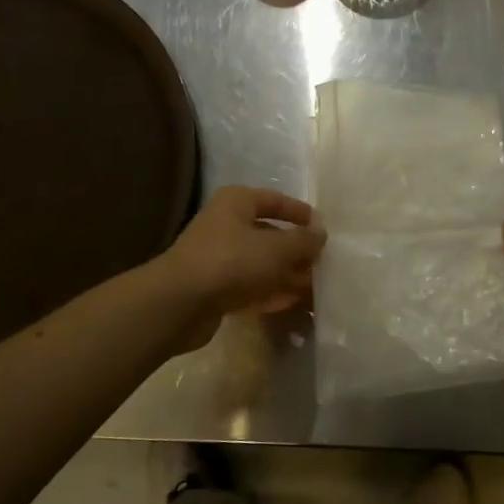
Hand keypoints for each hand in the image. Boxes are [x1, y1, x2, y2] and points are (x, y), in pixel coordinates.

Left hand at [158, 186, 325, 352]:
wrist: (180, 303)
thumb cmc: (232, 261)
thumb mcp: (277, 248)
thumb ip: (303, 240)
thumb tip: (320, 233)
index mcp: (237, 202)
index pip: (275, 200)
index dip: (300, 213)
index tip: (323, 230)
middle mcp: (226, 224)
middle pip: (268, 234)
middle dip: (295, 251)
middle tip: (322, 264)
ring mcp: (218, 257)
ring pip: (260, 263)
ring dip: (285, 274)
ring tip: (313, 288)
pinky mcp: (213, 288)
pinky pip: (248, 285)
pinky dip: (269, 292)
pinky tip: (290, 302)